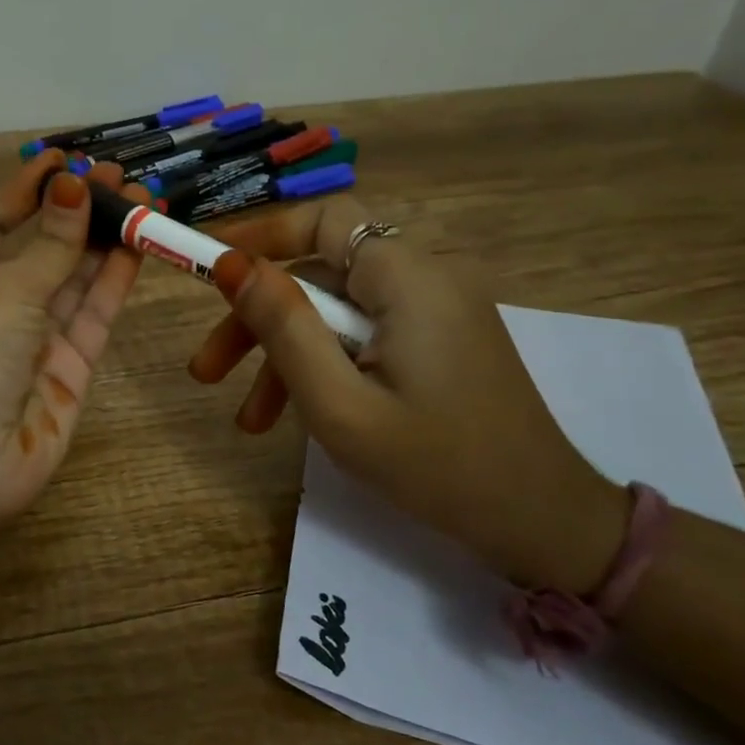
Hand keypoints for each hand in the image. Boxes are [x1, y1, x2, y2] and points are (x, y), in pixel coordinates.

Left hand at [0, 152, 144, 586]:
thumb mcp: (3, 292)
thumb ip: (50, 245)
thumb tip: (74, 186)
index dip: (25, 191)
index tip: (61, 159)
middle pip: (44, 249)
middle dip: (78, 211)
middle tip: (119, 174)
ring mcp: (37, 341)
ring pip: (78, 280)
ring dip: (106, 239)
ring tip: (142, 197)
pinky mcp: (72, 371)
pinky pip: (96, 317)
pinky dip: (116, 281)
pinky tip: (138, 244)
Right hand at [187, 196, 625, 592]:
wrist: (540, 524)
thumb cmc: (435, 466)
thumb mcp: (339, 403)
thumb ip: (283, 327)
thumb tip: (231, 264)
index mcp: (408, 278)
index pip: (323, 220)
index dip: (259, 233)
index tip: (204, 263)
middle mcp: (425, 279)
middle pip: (319, 274)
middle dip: (257, 319)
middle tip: (207, 371)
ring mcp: (433, 312)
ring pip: (334, 311)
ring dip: (283, 355)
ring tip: (246, 420)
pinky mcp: (436, 341)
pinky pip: (361, 335)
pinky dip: (322, 366)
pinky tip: (290, 419)